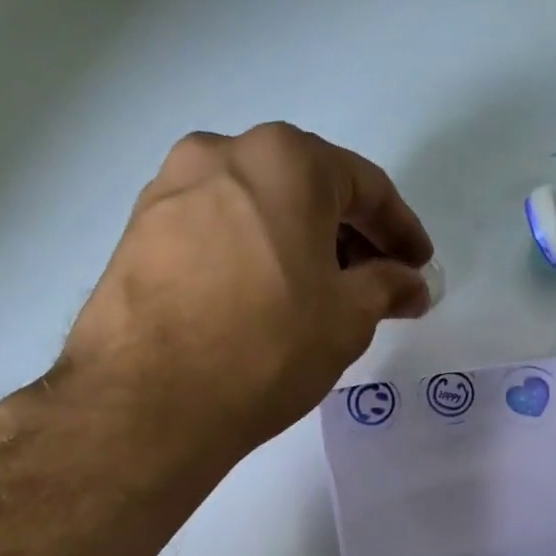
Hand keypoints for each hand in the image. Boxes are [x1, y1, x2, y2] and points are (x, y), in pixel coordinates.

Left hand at [63, 122, 434, 468]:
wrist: (147, 402)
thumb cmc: (266, 347)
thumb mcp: (347, 319)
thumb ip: (387, 288)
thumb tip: (410, 283)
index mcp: (285, 160)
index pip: (365, 186)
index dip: (401, 230)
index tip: (418, 267)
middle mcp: (222, 153)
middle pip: (306, 189)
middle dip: (348, 237)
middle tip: (373, 286)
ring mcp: (170, 190)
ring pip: (257, 209)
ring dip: (297, 245)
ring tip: (316, 298)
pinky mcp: (137, 231)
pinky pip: (215, 232)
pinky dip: (250, 256)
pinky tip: (260, 301)